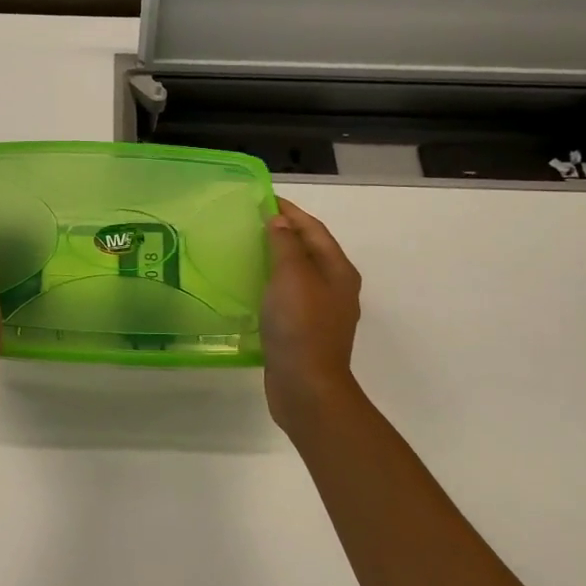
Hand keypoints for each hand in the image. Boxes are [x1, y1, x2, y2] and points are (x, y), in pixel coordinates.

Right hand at [262, 198, 362, 430]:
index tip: (262, 198)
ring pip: (299, 274)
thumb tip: (280, 222)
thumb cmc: (301, 326)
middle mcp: (336, 288)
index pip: (314, 229)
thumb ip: (286, 245)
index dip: (290, 212)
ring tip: (248, 248)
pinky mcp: (305, 331)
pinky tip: (253, 287)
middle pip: (310, 250)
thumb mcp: (292, 277)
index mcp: (338, 271)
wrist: (306, 388)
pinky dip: (273, 283)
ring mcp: (322, 312)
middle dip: (284, 232)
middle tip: (251, 221)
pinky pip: (289, 295)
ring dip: (277, 258)